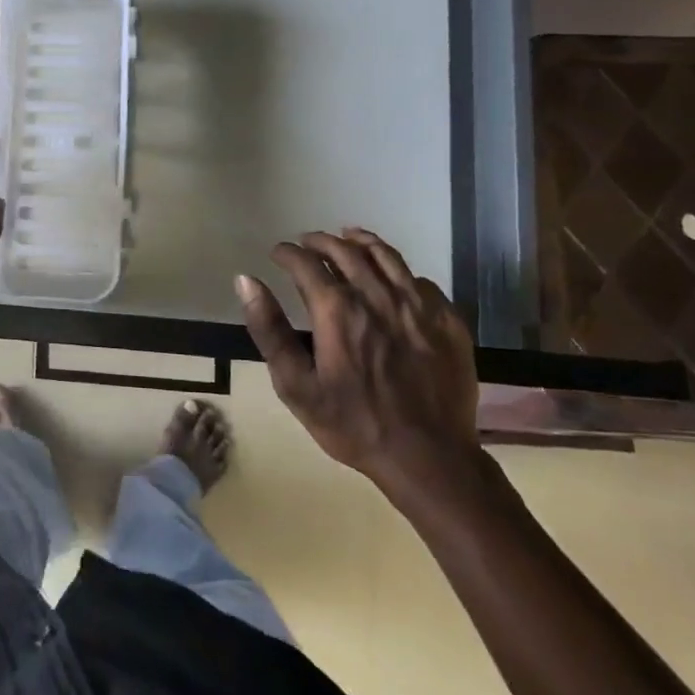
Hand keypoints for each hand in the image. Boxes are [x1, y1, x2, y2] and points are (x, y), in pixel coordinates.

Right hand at [236, 228, 478, 491]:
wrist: (429, 457)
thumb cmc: (353, 423)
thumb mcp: (296, 385)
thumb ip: (269, 329)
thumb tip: (246, 280)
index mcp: (338, 309)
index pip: (306, 263)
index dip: (288, 253)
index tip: (278, 252)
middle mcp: (378, 295)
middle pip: (346, 251)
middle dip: (320, 242)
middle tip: (307, 243)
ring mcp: (418, 305)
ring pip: (386, 256)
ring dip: (360, 242)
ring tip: (347, 238)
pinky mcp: (447, 319)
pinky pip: (419, 279)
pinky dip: (398, 269)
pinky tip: (391, 276)